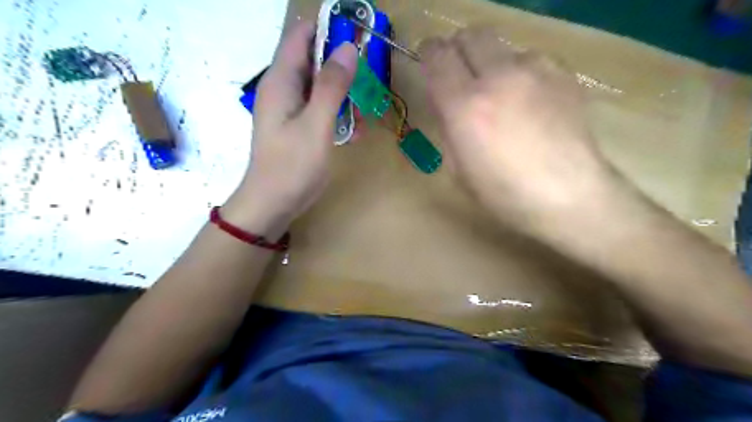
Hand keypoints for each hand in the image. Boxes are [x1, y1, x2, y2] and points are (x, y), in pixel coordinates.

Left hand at [220, 22, 354, 236]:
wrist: (273, 203)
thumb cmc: (292, 165)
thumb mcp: (316, 125)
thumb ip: (331, 86)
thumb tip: (348, 48)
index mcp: (281, 81)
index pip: (301, 36)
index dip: (328, 29)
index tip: (357, 35)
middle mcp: (284, 88)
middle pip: (314, 60)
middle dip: (342, 65)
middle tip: (368, 79)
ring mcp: (291, 108)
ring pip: (321, 86)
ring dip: (344, 95)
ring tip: (362, 114)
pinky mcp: (299, 126)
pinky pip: (321, 108)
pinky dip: (338, 114)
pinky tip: (354, 132)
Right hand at [421, 27, 612, 226]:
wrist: (569, 197)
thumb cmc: (505, 194)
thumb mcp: (458, 169)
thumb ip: (449, 127)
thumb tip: (449, 104)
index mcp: (465, 106)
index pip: (437, 54)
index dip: (429, 53)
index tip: (430, 62)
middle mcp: (498, 77)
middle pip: (471, 35)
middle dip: (459, 49)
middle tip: (462, 74)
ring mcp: (535, 71)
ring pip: (504, 48)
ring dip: (494, 66)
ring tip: (504, 97)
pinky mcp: (564, 74)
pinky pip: (533, 60)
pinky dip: (523, 74)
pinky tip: (532, 103)